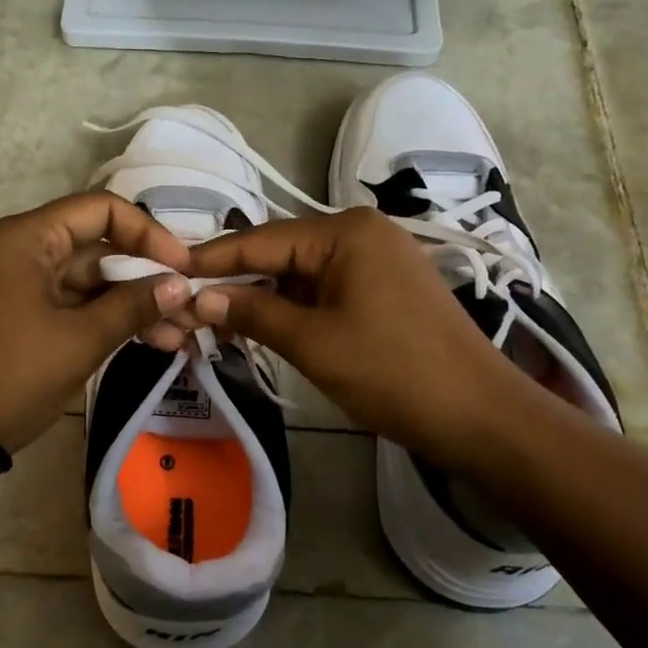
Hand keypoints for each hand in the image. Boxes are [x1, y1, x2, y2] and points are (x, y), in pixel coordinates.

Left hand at [0, 193, 195, 452]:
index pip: (102, 210)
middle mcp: (24, 250)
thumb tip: (180, 284)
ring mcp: (23, 286)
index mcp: (29, 238)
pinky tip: (148, 342)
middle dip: (147, 277)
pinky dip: (107, 321)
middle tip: (191, 309)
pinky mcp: (23, 317)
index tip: (184, 268)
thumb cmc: (9, 374)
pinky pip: (74, 307)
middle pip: (99, 247)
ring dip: (132, 305)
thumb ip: (132, 306)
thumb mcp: (79, 340)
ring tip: (179, 336)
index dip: (149, 234)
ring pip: (90, 282)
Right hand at [184, 208, 520, 461]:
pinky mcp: (384, 287)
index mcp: (345, 232)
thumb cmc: (393, 373)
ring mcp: (376, 259)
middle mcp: (361, 232)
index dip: (212, 258)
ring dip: (262, 298)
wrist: (480, 415)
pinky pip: (324, 289)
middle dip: (236, 282)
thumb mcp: (312, 342)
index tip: (167, 269)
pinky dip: (293, 308)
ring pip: (300, 273)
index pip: (261, 239)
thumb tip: (199, 296)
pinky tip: (262, 326)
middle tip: (187, 305)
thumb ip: (253, 311)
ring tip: (216, 323)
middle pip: (280, 253)